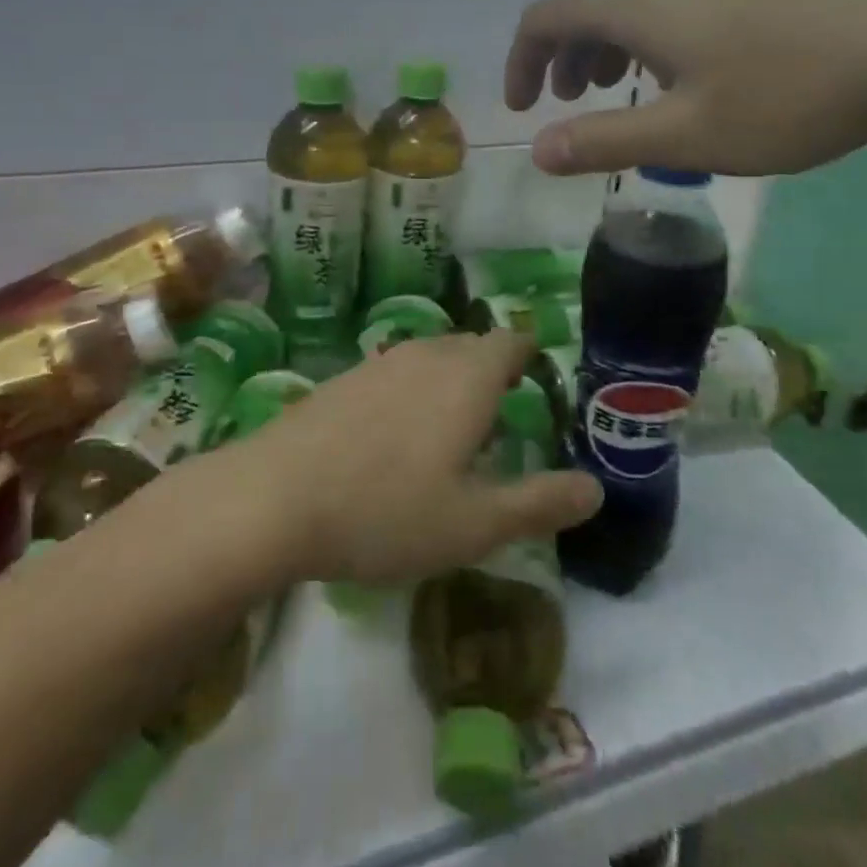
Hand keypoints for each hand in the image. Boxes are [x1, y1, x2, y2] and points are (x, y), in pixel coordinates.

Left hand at [232, 331, 601, 585]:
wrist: (271, 498)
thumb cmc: (385, 511)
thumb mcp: (474, 523)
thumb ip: (539, 503)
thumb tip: (595, 488)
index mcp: (466, 376)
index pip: (510, 343)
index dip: (529, 359)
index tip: (537, 390)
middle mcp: (424, 354)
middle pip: (471, 347)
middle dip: (491, 374)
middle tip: (500, 422)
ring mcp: (377, 362)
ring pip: (429, 358)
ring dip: (448, 384)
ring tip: (450, 435)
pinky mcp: (340, 380)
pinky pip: (393, 374)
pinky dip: (409, 394)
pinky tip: (393, 442)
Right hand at [505, 0, 866, 176]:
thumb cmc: (788, 95)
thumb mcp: (686, 136)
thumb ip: (603, 141)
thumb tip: (536, 151)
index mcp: (637, 3)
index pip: (546, 17)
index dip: (521, 61)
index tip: (521, 108)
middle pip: (586, 3)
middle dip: (563, 56)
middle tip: (573, 105)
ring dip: (606, 43)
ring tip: (621, 88)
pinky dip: (647, 32)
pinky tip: (684, 68)